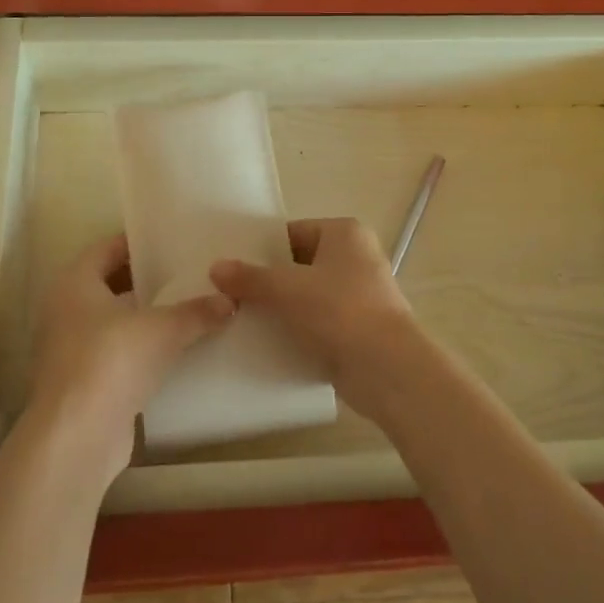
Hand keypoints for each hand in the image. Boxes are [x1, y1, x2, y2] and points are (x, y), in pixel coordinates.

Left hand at [25, 232, 234, 475]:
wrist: (77, 438)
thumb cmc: (111, 361)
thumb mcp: (162, 330)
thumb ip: (196, 312)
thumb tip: (230, 300)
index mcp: (74, 283)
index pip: (107, 248)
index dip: (138, 242)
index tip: (171, 240)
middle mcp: (66, 310)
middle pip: (110, 284)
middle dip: (146, 280)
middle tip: (187, 272)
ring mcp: (71, 349)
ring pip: (114, 321)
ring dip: (145, 317)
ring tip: (188, 308)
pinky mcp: (84, 382)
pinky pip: (117, 353)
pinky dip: (142, 349)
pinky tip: (175, 350)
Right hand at [211, 218, 416, 414]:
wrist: (387, 369)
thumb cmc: (339, 311)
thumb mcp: (287, 289)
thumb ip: (250, 278)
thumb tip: (216, 267)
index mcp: (344, 233)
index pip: (292, 233)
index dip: (261, 250)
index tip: (232, 267)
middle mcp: (357, 257)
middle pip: (299, 264)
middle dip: (269, 281)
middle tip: (230, 295)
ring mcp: (361, 294)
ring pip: (308, 295)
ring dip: (282, 308)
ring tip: (242, 319)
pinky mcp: (360, 328)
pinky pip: (320, 322)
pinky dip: (299, 330)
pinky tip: (269, 343)